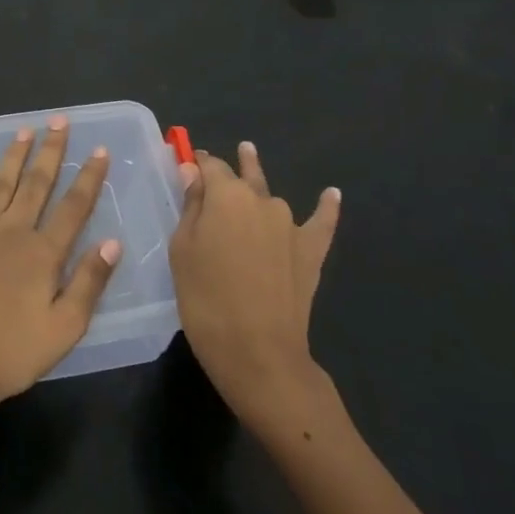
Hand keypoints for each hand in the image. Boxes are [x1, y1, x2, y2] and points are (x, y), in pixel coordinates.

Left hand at [0, 117, 121, 430]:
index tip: (99, 150)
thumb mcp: (64, 328)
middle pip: (36, 184)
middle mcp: (12, 231)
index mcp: (43, 253)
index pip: (73, 206)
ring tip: (25, 131)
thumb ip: (89, 282)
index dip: (89, 177)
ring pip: (0, 184)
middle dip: (51, 151)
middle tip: (59, 121)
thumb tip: (112, 241)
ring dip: (14, 156)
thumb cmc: (10, 354)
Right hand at [169, 143, 341, 435]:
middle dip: (231, 167)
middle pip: (243, 177)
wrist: (258, 351)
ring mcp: (291, 225)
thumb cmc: (205, 297)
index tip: (186, 162)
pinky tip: (332, 194)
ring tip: (252, 179)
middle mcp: (262, 200)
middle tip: (217, 163)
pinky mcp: (311, 251)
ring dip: (260, 192)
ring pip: (271, 199)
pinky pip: (322, 222)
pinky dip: (326, 207)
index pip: (210, 166)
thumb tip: (194, 172)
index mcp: (226, 195)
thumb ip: (191, 207)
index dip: (197, 162)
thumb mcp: (183, 249)